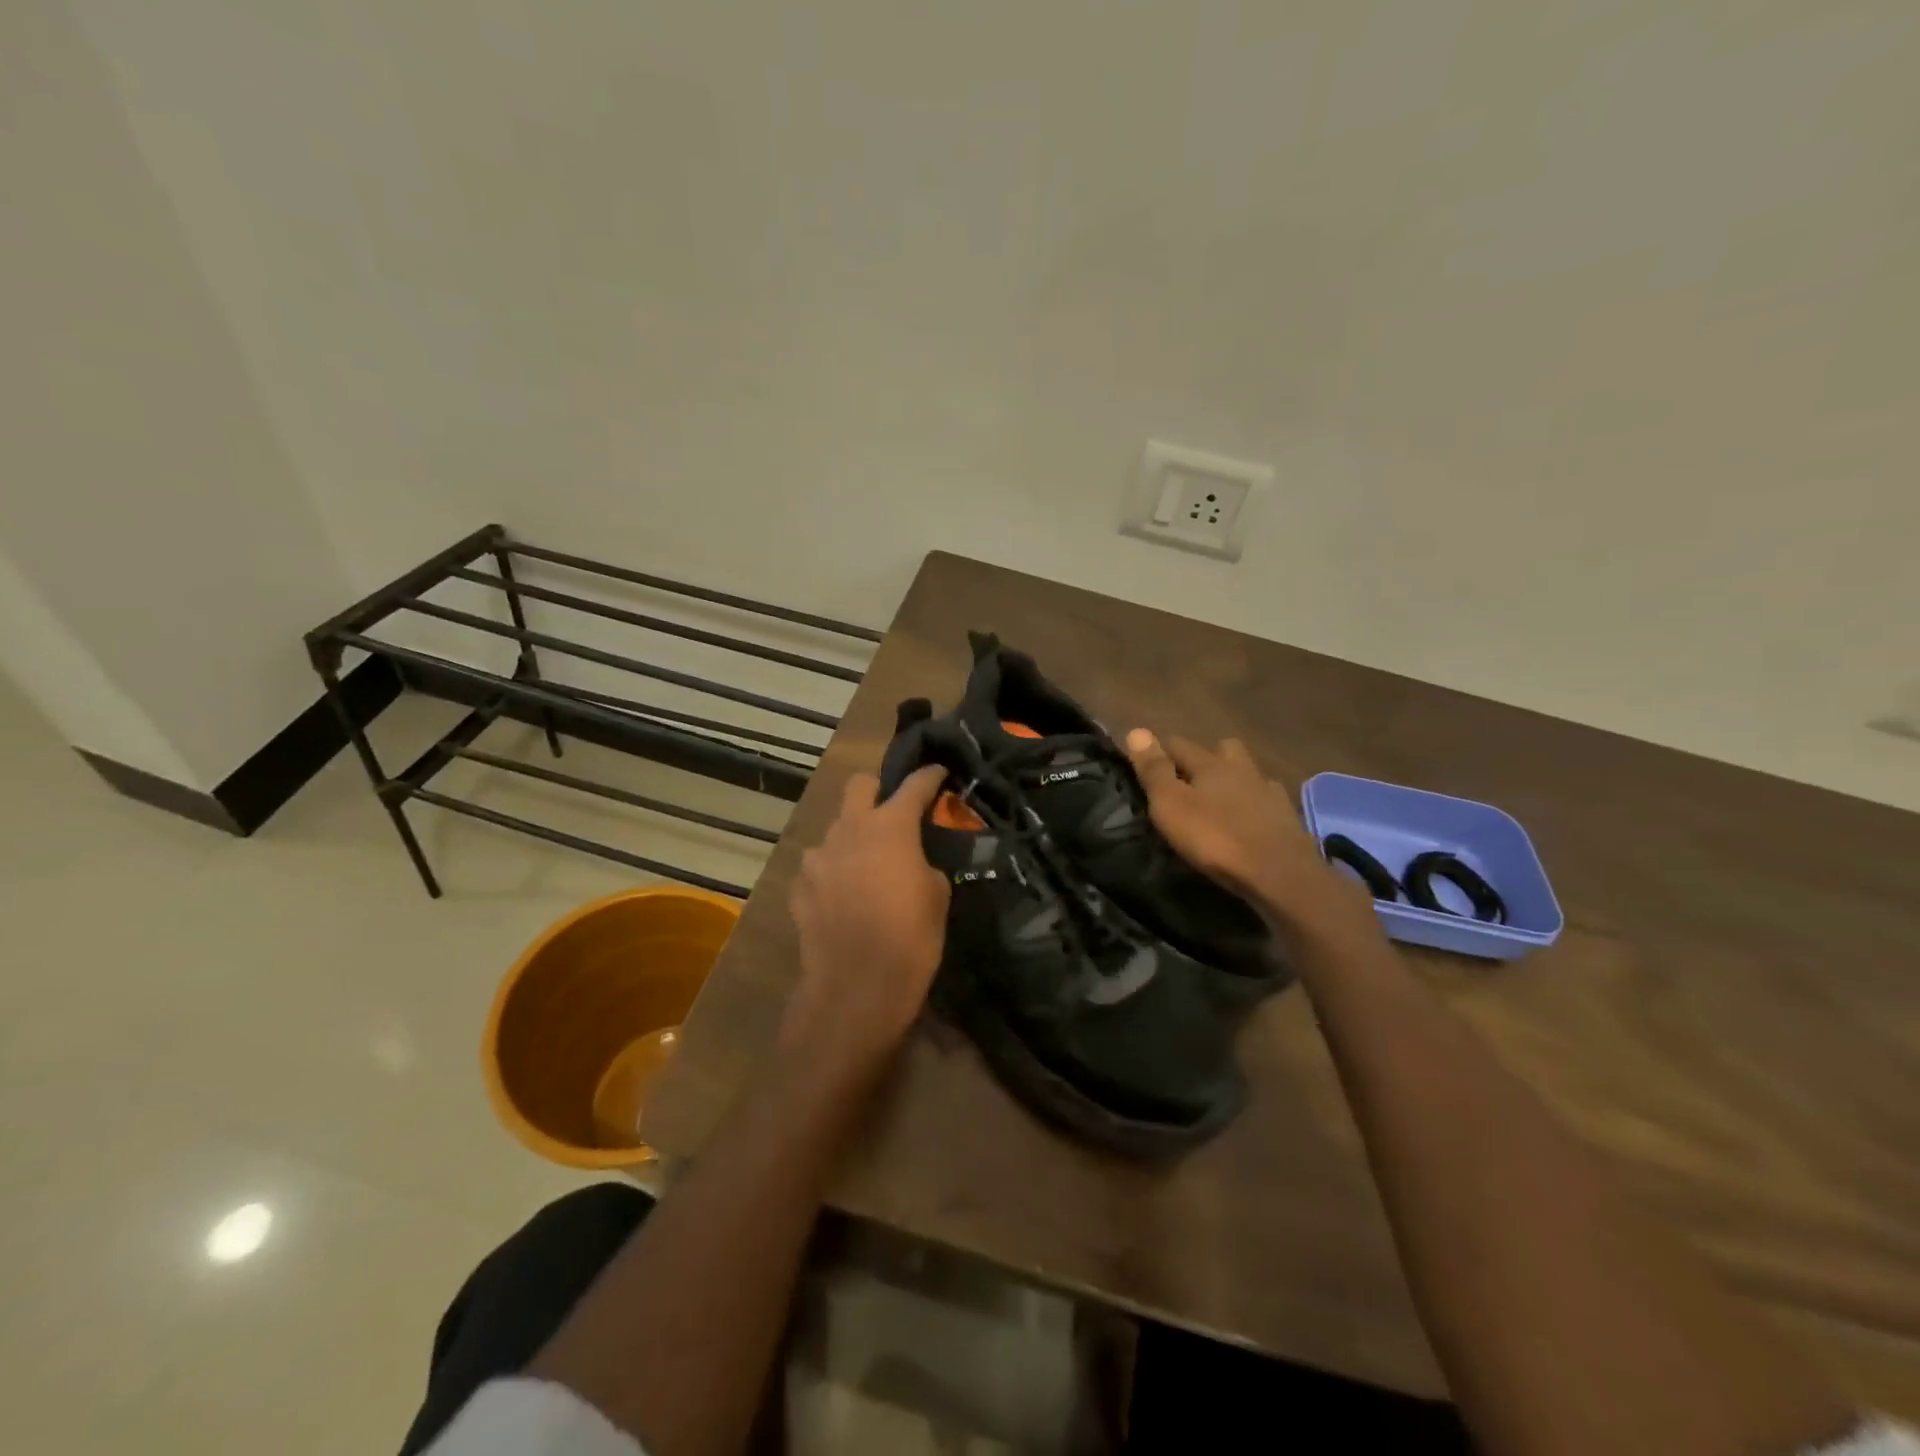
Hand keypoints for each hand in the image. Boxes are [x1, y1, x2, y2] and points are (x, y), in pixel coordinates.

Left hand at [784, 765, 950, 1073]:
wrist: (854, 990)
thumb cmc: (909, 940)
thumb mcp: (937, 897)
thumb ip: (923, 863)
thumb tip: (913, 860)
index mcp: (890, 827)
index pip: (914, 786)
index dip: (929, 776)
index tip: (938, 771)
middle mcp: (849, 830)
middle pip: (858, 785)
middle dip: (877, 788)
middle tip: (893, 810)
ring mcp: (817, 857)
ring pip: (836, 829)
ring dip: (853, 837)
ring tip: (867, 866)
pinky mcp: (798, 887)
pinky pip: (820, 866)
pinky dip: (834, 872)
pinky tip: (844, 898)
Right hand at [1124, 731, 1360, 927]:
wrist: (1280, 874)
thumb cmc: (1215, 838)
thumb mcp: (1171, 805)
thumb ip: (1154, 770)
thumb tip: (1137, 730)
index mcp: (1211, 764)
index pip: (1180, 744)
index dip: (1161, 749)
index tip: (1147, 760)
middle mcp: (1242, 769)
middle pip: (1223, 749)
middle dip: (1206, 756)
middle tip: (1190, 777)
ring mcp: (1269, 792)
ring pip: (1248, 773)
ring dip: (1234, 779)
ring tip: (1221, 799)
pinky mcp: (1288, 818)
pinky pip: (1267, 800)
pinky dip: (1256, 804)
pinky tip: (1250, 819)